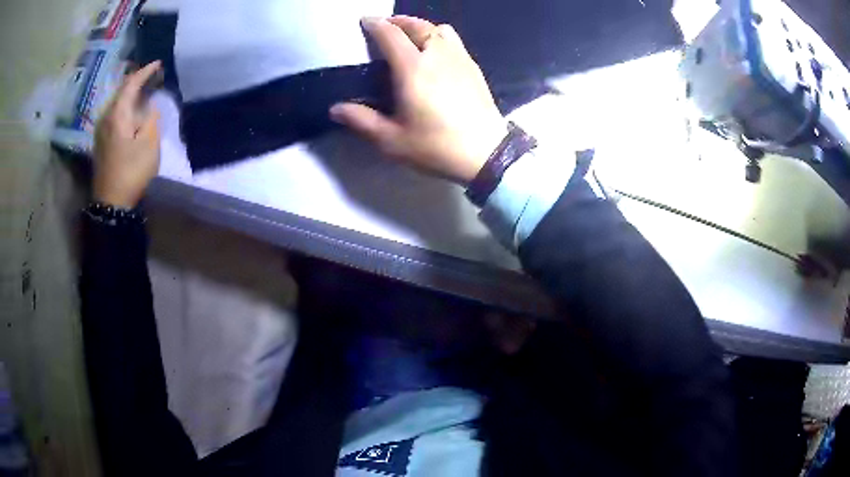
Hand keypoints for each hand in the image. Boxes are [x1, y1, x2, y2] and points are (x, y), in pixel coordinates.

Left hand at [93, 61, 161, 208]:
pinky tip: (132, 110)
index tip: (158, 63)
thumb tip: (149, 107)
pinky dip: (125, 107)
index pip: (131, 83)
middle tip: (152, 75)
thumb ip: (151, 118)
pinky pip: (114, 114)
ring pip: (117, 103)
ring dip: (130, 94)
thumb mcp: (149, 143)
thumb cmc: (131, 171)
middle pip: (121, 91)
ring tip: (144, 91)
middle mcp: (106, 117)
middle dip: (137, 81)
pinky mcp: (101, 141)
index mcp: (117, 113)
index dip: (145, 71)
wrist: (111, 203)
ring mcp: (101, 130)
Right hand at [330, 16, 506, 184]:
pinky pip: (455, 41)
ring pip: (439, 30)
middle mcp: (437, 55)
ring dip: (421, 27)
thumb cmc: (436, 147)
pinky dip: (440, 37)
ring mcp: (460, 59)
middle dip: (398, 22)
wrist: (487, 154)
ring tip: (411, 38)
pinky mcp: (474, 68)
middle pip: (417, 25)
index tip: (365, 21)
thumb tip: (335, 109)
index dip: (376, 25)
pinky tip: (436, 53)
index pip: (391, 35)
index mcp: (413, 68)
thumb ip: (362, 121)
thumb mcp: (392, 140)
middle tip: (386, 27)